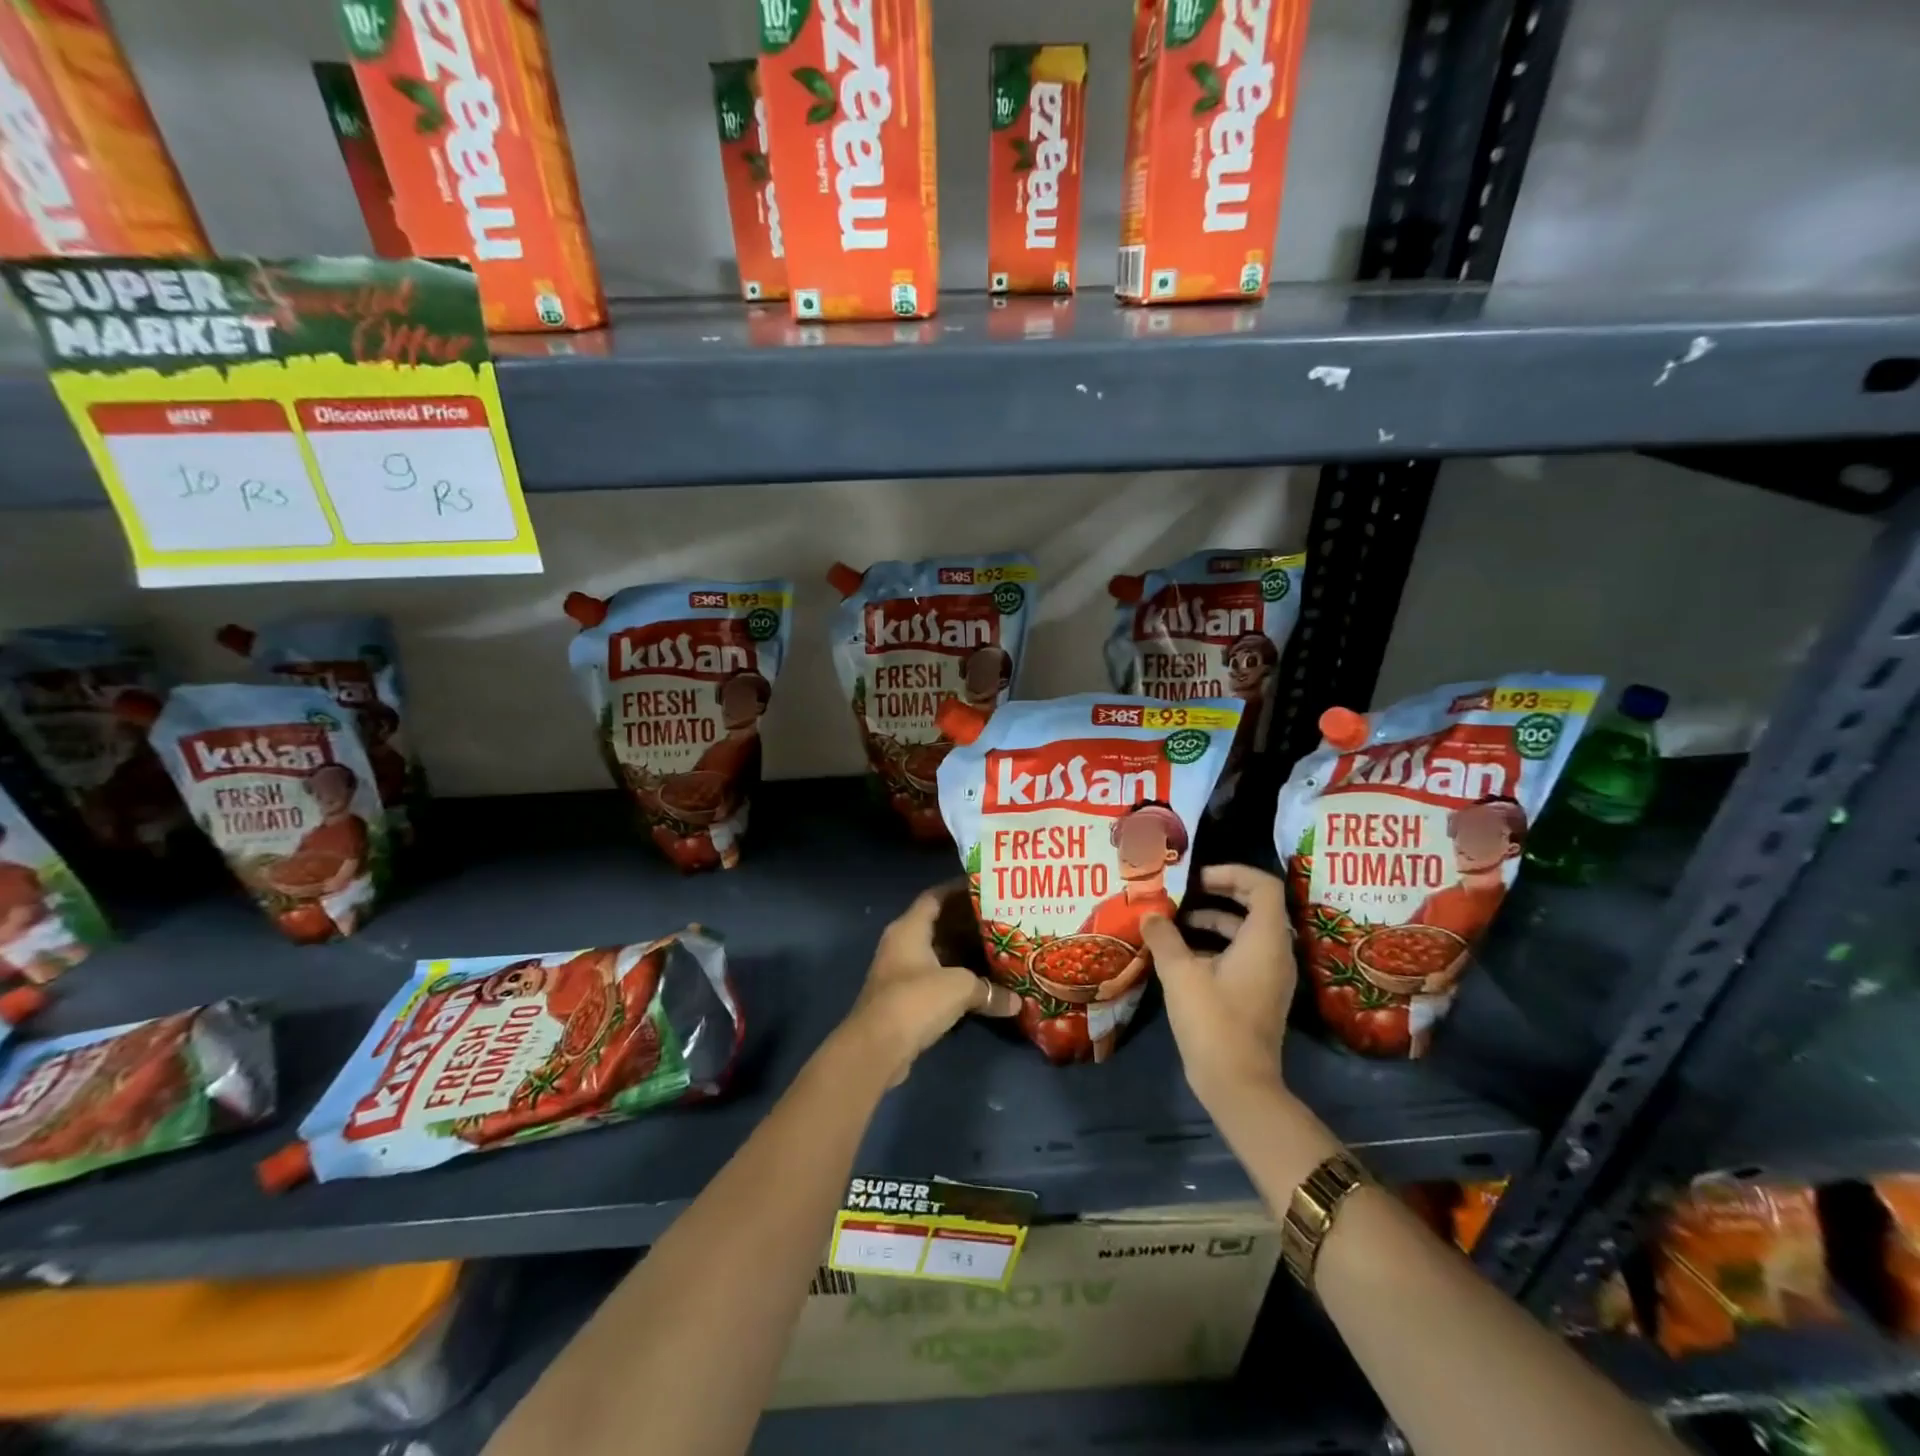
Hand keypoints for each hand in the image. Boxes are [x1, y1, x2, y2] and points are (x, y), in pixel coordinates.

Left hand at [842, 883, 1019, 1084]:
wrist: (877, 1047)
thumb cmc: (916, 1000)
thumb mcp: (959, 988)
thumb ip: (989, 989)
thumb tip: (1017, 1002)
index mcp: (909, 928)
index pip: (935, 897)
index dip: (959, 890)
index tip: (986, 887)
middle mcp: (902, 943)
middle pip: (938, 924)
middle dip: (967, 923)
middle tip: (1000, 920)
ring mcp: (900, 971)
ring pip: (937, 953)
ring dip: (963, 952)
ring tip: (997, 948)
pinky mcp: (904, 998)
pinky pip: (935, 977)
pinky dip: (956, 977)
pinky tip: (981, 983)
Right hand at [1141, 864, 1295, 1105]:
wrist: (1238, 1084)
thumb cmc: (1213, 1021)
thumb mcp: (1180, 973)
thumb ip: (1164, 937)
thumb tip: (1150, 914)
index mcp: (1265, 940)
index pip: (1263, 886)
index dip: (1232, 873)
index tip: (1197, 878)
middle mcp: (1275, 953)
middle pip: (1256, 906)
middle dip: (1220, 893)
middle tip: (1185, 892)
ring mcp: (1270, 976)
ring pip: (1247, 932)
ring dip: (1214, 920)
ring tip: (1175, 923)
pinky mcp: (1259, 994)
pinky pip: (1243, 955)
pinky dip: (1216, 946)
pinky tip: (1182, 955)